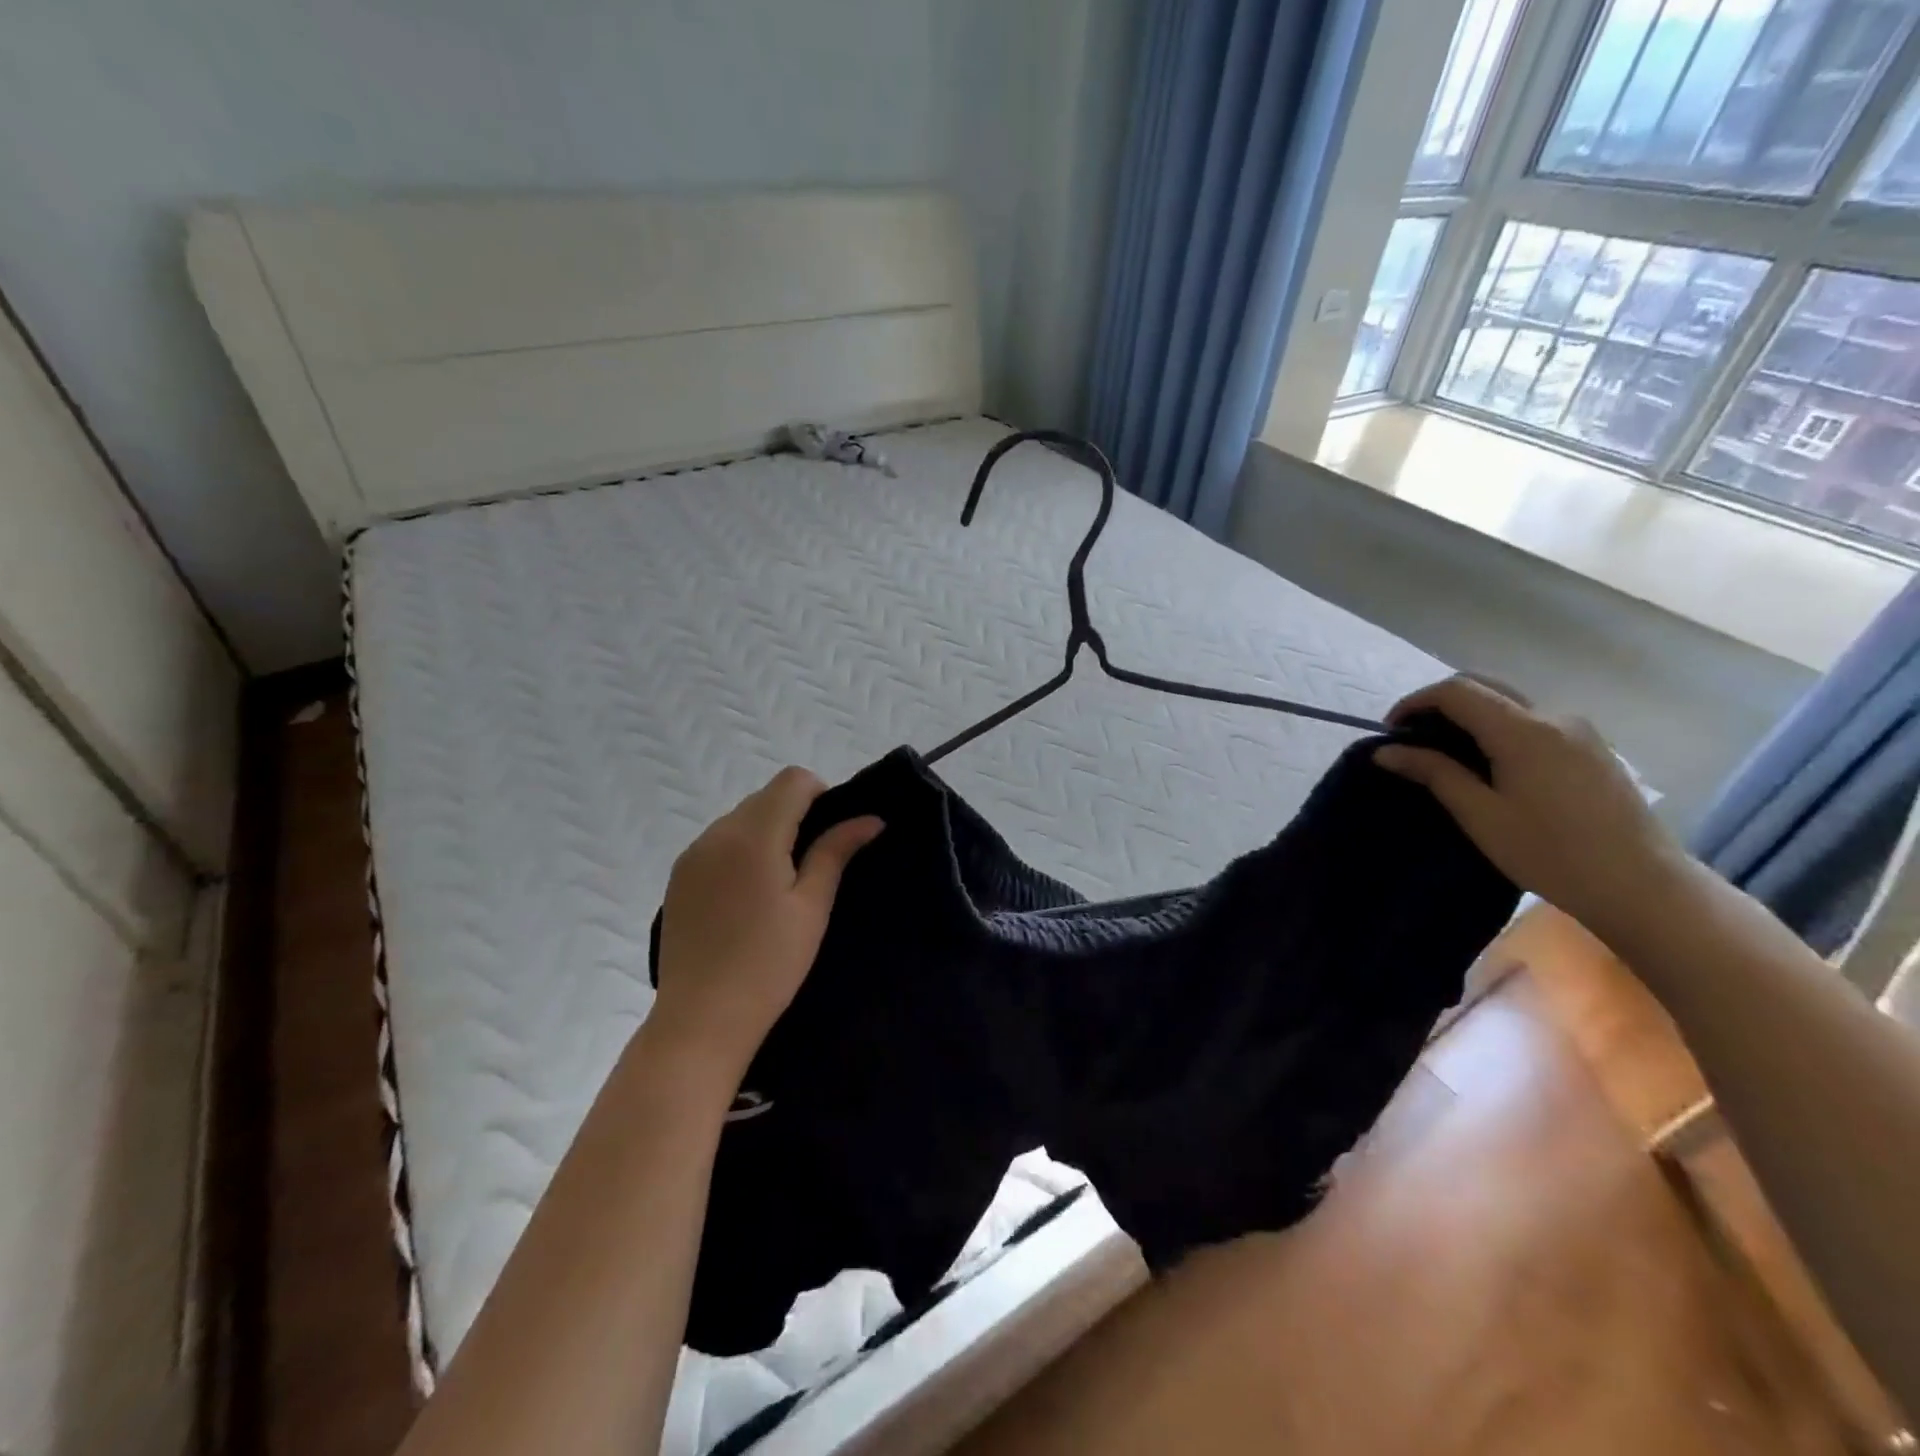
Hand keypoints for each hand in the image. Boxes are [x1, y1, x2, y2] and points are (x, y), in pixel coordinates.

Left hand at [651, 767, 882, 1081]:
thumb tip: (869, 819)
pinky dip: (740, 851)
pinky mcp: (678, 877)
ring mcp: (692, 854)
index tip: (829, 837)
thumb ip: (835, 852)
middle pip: (765, 796)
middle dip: (794, 814)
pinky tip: (747, 897)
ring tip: (778, 885)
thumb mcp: (812, 906)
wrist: (702, 1018)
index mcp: (754, 835)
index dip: (820, 794)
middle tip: (810, 866)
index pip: (793, 780)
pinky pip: (718, 842)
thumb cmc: (769, 964)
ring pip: (740, 818)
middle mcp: (717, 832)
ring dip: (766, 832)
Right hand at [1373, 676, 1687, 940]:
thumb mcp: (1480, 815)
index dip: (1415, 703)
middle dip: (1440, 704)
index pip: (1455, 691)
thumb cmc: (1551, 853)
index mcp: (1522, 730)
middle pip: (1484, 686)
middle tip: (1414, 739)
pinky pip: (1534, 721)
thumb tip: (1386, 751)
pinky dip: (1499, 728)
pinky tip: (1491, 764)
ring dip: (1471, 716)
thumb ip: (1434, 773)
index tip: (1390, 732)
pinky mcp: (1593, 748)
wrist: (1643, 885)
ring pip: (1510, 703)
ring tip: (1448, 754)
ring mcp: (1579, 730)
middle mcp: (1553, 717)